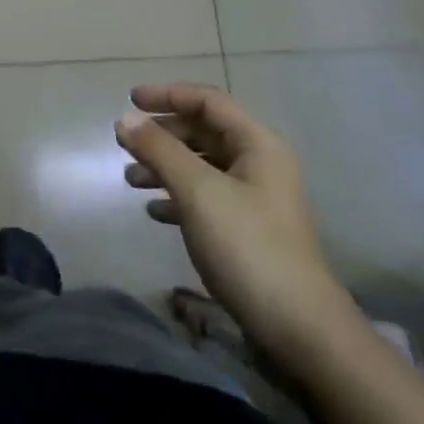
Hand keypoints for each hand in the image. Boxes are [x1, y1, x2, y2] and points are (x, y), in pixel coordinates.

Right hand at [117, 83, 353, 359]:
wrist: (299, 328)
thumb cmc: (248, 247)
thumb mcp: (198, 191)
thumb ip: (160, 150)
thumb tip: (124, 119)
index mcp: (257, 146)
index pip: (208, 102)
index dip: (167, 95)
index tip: (129, 100)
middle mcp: (258, 165)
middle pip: (203, 133)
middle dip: (162, 135)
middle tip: (124, 145)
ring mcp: (254, 199)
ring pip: (200, 166)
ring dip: (164, 166)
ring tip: (131, 180)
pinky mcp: (245, 230)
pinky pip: (204, 198)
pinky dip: (176, 197)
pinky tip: (154, 211)